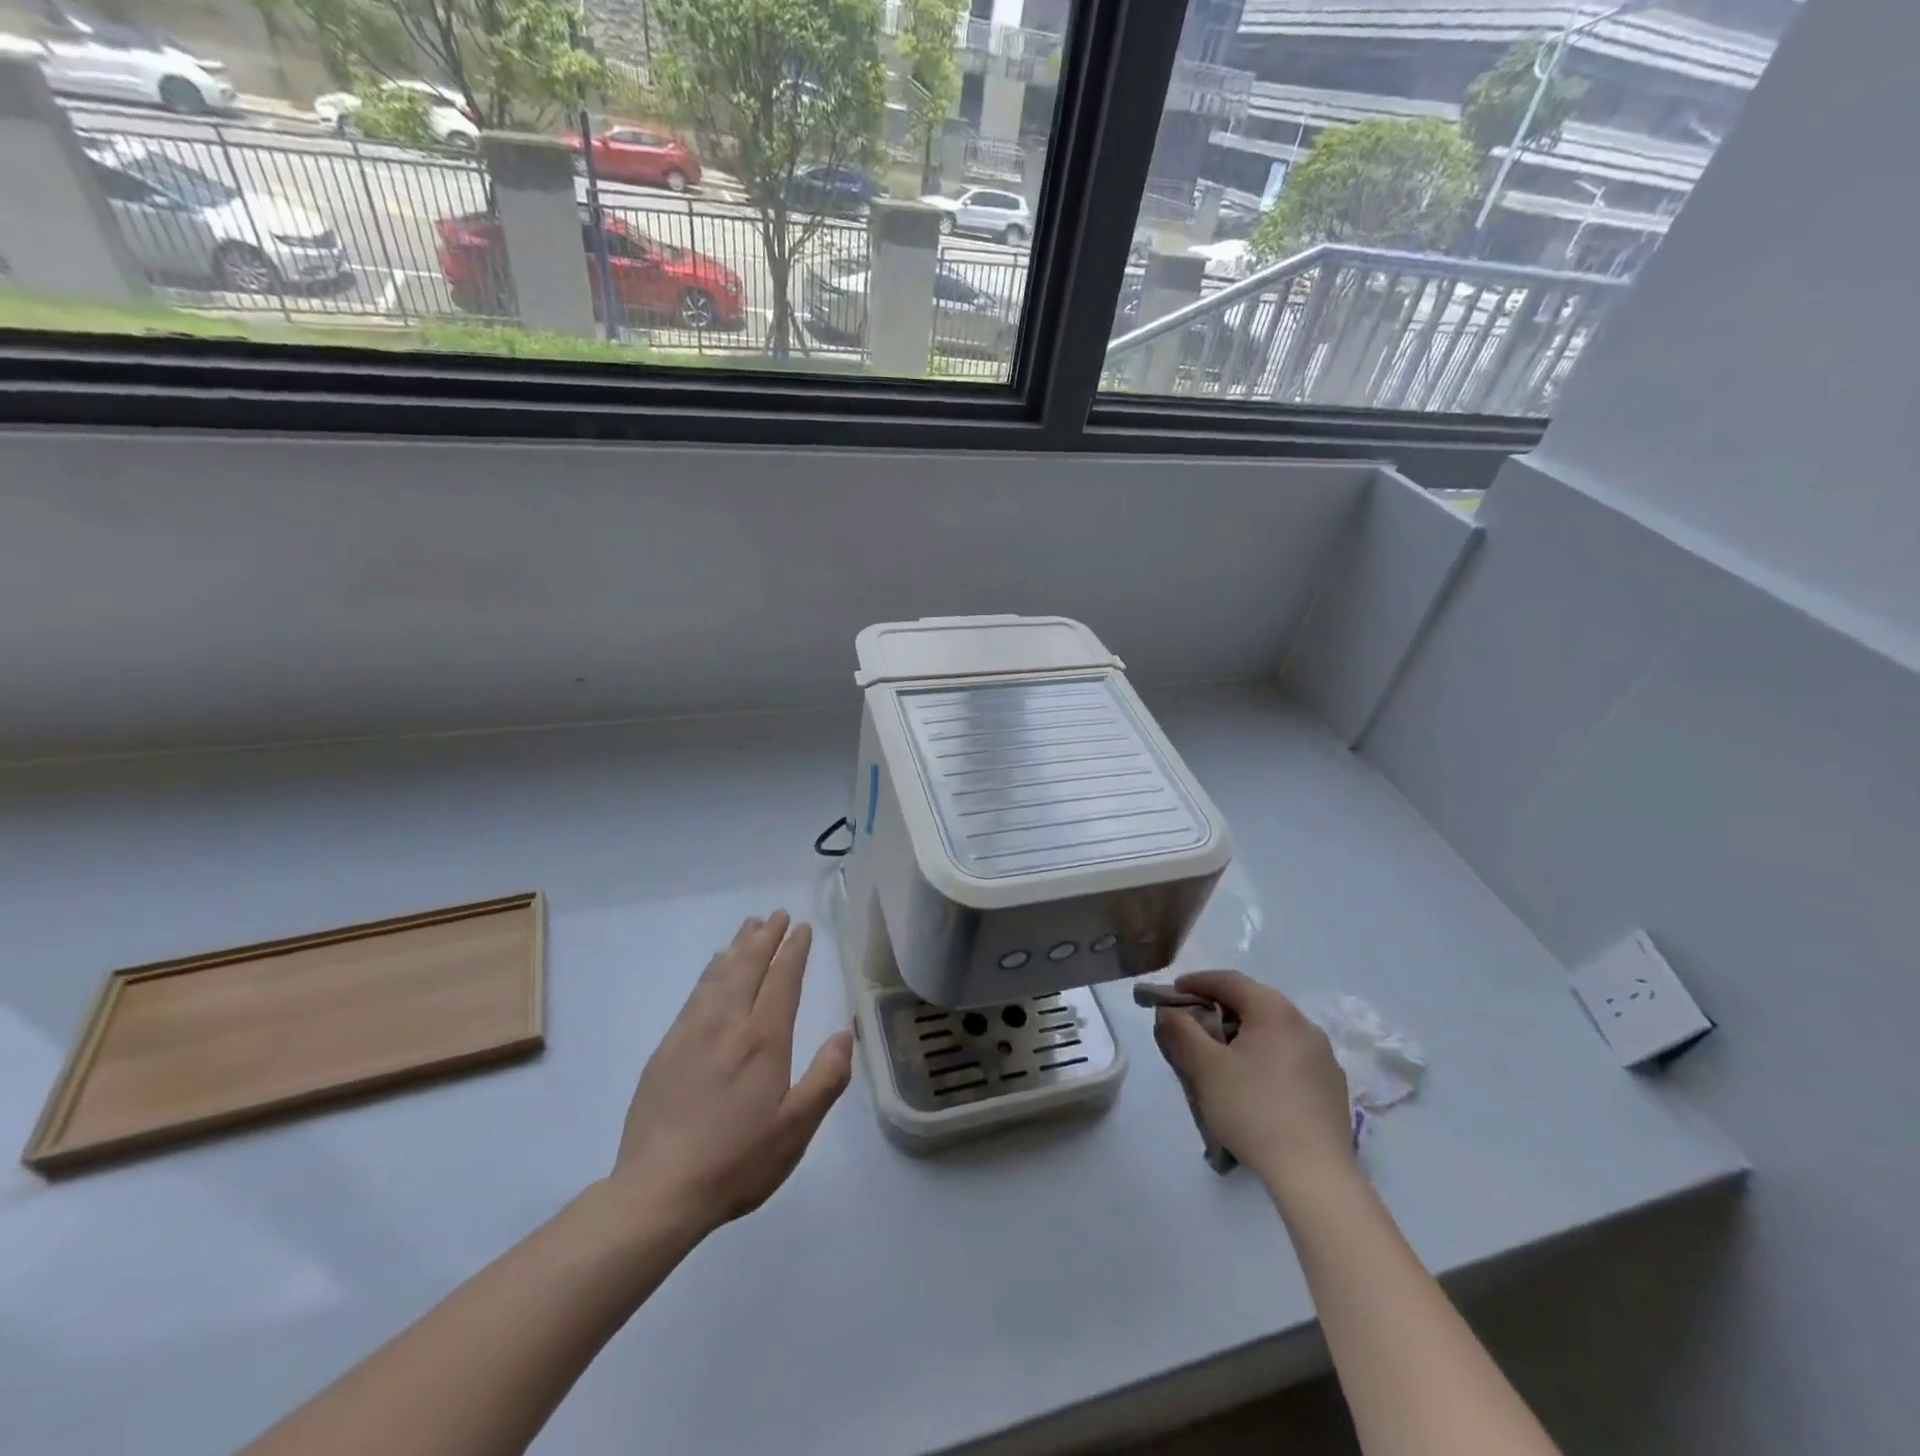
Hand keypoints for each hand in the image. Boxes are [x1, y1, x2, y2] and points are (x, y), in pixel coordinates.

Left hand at [607, 911, 853, 1238]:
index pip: (782, 980)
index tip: (802, 928)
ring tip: (748, 928)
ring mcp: (691, 1034)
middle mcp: (727, 1024)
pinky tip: (712, 970)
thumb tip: (845, 1033)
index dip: (793, 951)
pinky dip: (709, 973)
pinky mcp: (666, 1049)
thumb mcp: (796, 1129)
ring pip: (718, 976)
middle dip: (765, 938)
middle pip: (748, 967)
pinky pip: (694, 995)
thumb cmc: (737, 1160)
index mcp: (763, 1040)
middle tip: (776, 915)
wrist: (658, 1190)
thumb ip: (826, 1078)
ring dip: (736, 948)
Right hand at [1151, 970, 1355, 1200]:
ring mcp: (1324, 1058)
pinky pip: (1291, 1058)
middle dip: (1220, 1009)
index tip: (1174, 993)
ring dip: (1244, 1035)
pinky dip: (1266, 1058)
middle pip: (1254, 1003)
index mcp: (1275, 1011)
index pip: (1230, 981)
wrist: (1315, 1175)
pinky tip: (1254, 1086)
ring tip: (1221, 1058)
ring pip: (1274, 1032)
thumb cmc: (1253, 1109)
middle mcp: (1305, 1025)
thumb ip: (1181, 1031)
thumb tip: (1170, 1012)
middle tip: (1193, 1025)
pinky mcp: (1332, 1088)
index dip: (1198, 982)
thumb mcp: (1204, 1067)